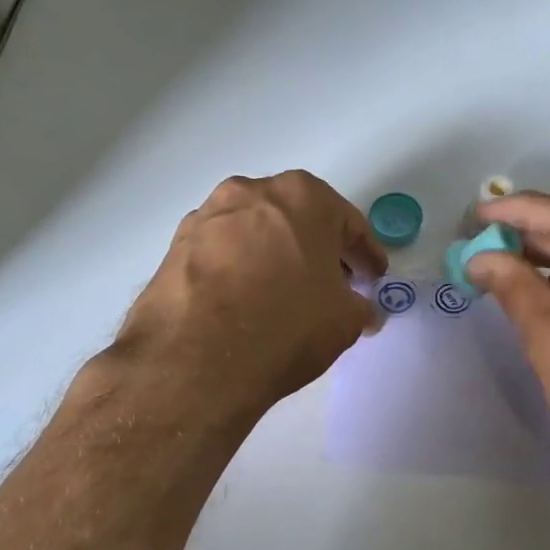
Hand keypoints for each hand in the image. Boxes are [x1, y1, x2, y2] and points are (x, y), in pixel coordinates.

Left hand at [114, 171, 386, 421]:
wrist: (197, 359)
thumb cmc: (287, 325)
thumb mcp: (345, 321)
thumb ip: (361, 307)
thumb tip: (362, 311)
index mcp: (304, 196)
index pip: (348, 224)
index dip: (366, 254)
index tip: (374, 276)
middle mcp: (253, 191)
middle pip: (299, 219)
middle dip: (319, 249)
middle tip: (334, 283)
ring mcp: (208, 215)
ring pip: (257, 232)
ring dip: (276, 256)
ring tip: (286, 294)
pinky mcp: (176, 245)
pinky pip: (223, 253)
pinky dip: (240, 269)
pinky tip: (247, 302)